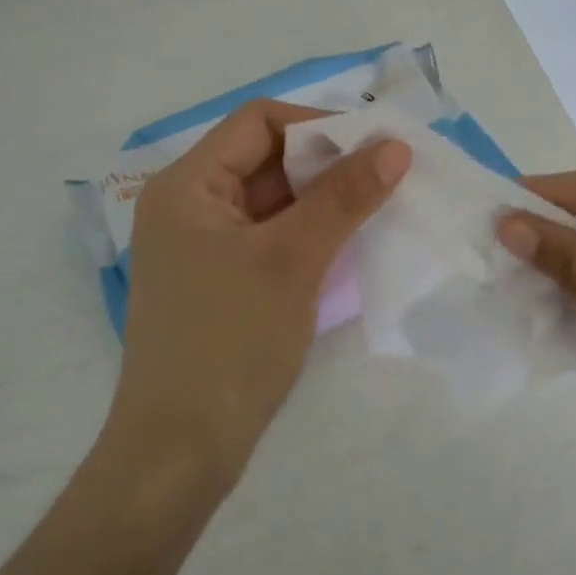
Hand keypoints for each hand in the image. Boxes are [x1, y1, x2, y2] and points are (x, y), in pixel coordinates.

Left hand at [106, 99, 411, 494]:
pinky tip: (348, 241)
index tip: (375, 147)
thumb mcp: (291, 261)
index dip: (318, 125)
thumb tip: (395, 147)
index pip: (258, 123)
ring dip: (321, 199)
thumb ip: (343, 198)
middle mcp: (188, 205)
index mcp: (186, 185)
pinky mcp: (219, 279)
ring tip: (378, 205)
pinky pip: (269, 236)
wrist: (180, 451)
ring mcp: (202, 245)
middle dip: (325, 163)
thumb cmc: (229, 342)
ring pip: (271, 200)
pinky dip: (307, 232)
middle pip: (264, 159)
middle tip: (387, 176)